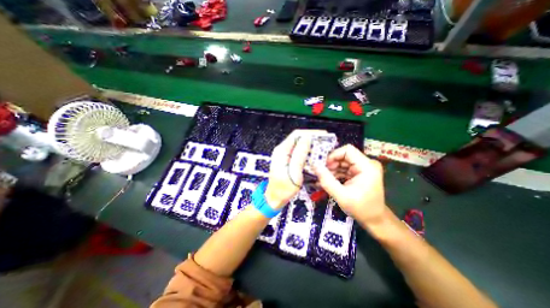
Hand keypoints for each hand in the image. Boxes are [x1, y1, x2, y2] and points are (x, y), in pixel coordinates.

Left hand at [265, 129, 322, 209]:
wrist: (275, 198)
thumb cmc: (283, 188)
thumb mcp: (293, 172)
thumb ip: (299, 155)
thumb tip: (307, 139)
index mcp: (281, 151)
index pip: (296, 135)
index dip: (310, 133)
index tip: (323, 135)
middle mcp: (282, 150)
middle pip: (298, 138)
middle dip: (312, 139)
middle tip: (325, 142)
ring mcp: (284, 155)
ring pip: (299, 145)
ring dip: (311, 146)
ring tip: (322, 148)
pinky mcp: (287, 160)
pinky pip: (298, 152)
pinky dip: (307, 152)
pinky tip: (314, 156)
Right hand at [313, 144, 385, 225]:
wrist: (375, 220)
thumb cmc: (361, 209)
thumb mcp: (341, 196)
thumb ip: (327, 180)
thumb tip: (315, 166)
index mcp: (367, 166)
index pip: (347, 150)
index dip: (333, 155)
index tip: (325, 166)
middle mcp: (367, 163)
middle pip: (344, 156)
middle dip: (332, 164)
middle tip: (323, 175)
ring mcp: (364, 168)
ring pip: (343, 162)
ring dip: (333, 170)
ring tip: (325, 180)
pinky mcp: (360, 172)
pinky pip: (345, 168)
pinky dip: (336, 174)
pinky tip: (330, 181)